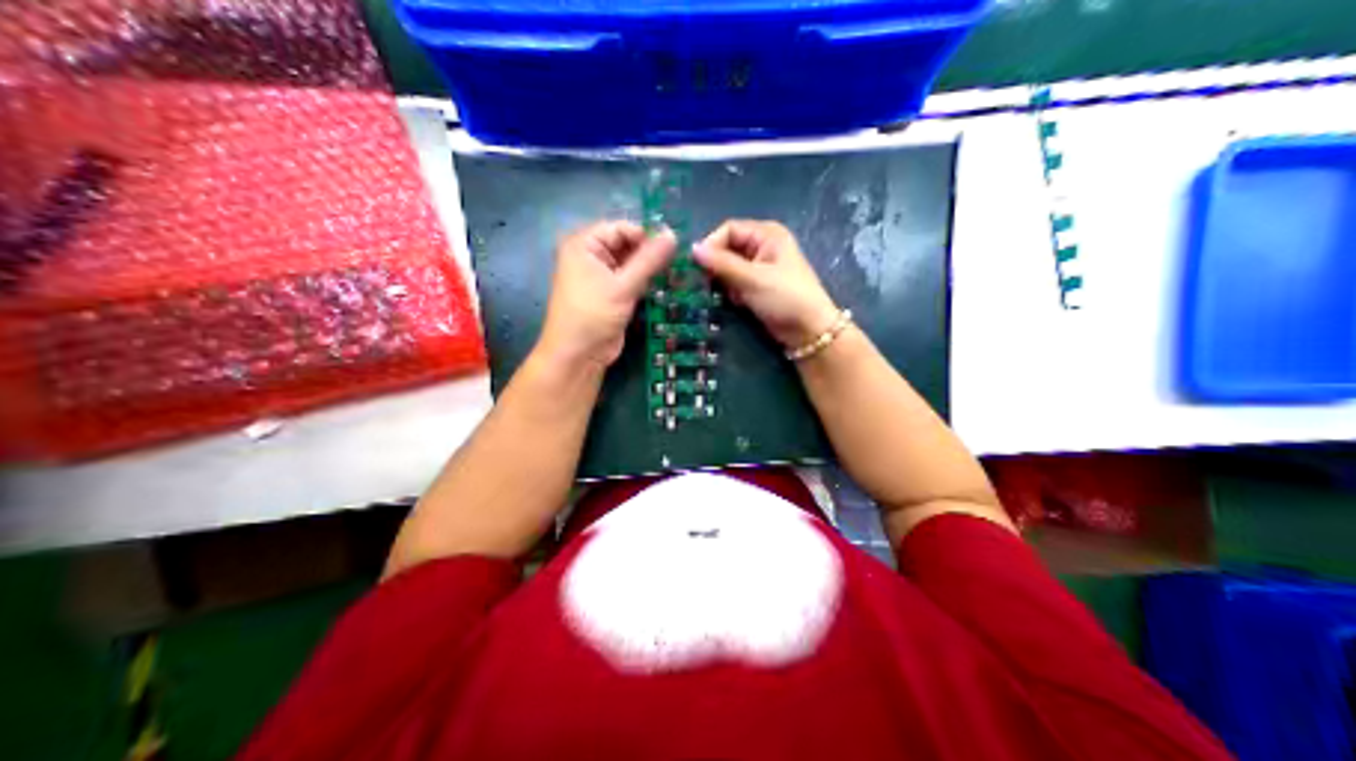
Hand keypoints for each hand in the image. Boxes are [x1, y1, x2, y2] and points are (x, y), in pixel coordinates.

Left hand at [532, 218, 675, 371]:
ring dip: (651, 268)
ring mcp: (601, 274)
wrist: (578, 355)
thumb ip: (649, 260)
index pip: (621, 228)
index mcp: (583, 244)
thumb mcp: (623, 286)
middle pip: (627, 243)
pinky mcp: (612, 293)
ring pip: (632, 262)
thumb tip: (673, 234)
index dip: (646, 235)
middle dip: (650, 252)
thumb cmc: (593, 315)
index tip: (673, 246)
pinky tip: (666, 284)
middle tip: (678, 260)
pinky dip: (646, 281)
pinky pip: (632, 278)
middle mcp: (590, 254)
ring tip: (676, 272)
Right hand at [699, 217, 839, 344]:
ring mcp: (760, 268)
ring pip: (728, 268)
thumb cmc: (786, 298)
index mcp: (767, 234)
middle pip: (727, 248)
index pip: (729, 229)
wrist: (810, 332)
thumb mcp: (752, 278)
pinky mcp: (757, 287)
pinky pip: (735, 283)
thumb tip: (693, 249)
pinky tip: (734, 303)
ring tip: (723, 295)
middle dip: (716, 266)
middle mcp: (763, 246)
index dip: (712, 244)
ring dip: (723, 281)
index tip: (699, 266)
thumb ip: (721, 263)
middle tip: (707, 284)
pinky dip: (731, 292)